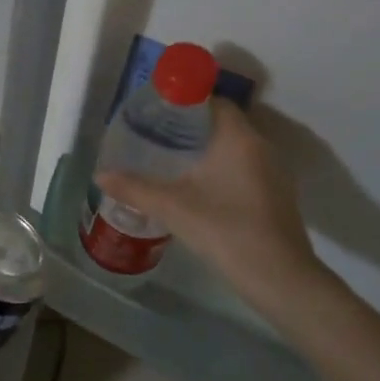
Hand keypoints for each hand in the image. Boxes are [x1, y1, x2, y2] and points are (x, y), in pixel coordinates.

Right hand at [96, 99, 327, 304]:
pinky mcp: (275, 194)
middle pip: (223, 123)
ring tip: (172, 158)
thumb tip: (100, 175)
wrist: (279, 278)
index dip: (186, 102)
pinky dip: (221, 167)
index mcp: (238, 138)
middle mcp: (260, 146)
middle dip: (191, 126)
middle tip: (157, 134)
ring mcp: (273, 172)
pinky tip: (198, 186)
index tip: (159, 112)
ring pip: (235, 146)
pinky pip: (244, 166)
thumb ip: (135, 188)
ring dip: (207, 148)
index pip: (214, 102)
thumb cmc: (225, 230)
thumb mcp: (172, 208)